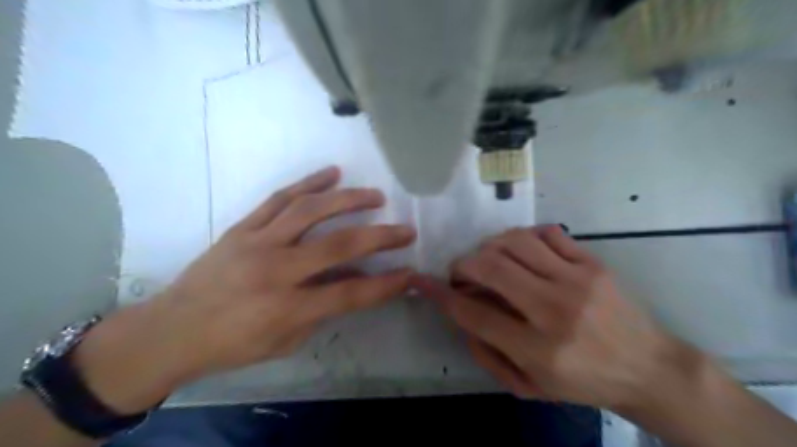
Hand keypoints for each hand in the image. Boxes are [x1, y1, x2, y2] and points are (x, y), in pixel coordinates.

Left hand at [72, 166, 417, 411]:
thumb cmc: (233, 344)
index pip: (350, 292)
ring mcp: (257, 242)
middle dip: (380, 237)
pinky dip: (308, 183)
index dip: (385, 284)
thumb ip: (323, 309)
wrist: (172, 329)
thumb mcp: (285, 341)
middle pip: (338, 245)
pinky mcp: (242, 227)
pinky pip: (279, 198)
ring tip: (375, 196)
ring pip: (311, 210)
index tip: (410, 274)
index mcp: (286, 307)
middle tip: (406, 229)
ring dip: (349, 199)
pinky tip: (332, 173)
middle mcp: (275, 269)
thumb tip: (355, 280)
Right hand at [411, 226, 699, 410]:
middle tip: (460, 272)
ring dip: (489, 247)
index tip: (424, 282)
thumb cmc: (585, 382)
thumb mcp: (531, 385)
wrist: (649, 368)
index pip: (474, 314)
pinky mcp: (593, 263)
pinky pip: (548, 233)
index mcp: (539, 350)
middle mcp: (555, 310)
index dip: (442, 295)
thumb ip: (488, 352)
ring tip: (487, 259)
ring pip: (515, 243)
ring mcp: (577, 280)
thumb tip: (461, 313)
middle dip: (463, 265)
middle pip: (491, 268)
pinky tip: (521, 251)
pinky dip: (524, 237)